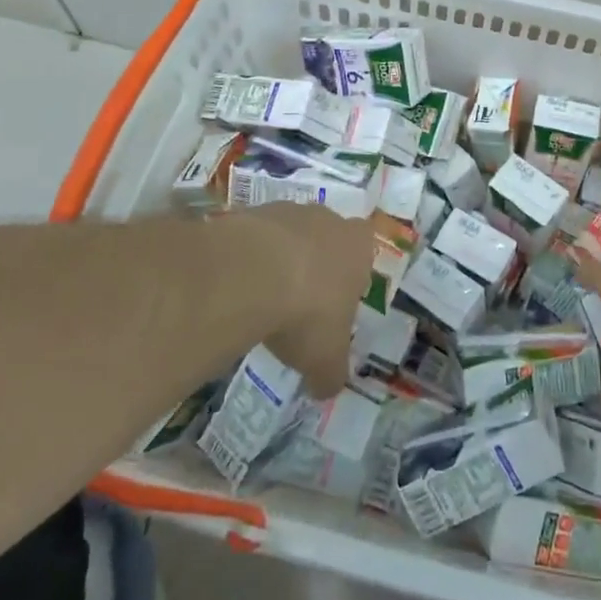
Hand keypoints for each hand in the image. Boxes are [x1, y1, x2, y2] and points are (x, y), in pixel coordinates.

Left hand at [208, 204, 370, 397]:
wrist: (253, 274)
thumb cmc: (307, 313)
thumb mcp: (326, 360)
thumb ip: (331, 374)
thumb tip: (327, 388)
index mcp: (358, 247)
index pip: (363, 252)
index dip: (350, 276)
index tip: (333, 304)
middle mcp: (328, 220)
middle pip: (326, 238)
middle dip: (314, 265)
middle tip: (297, 303)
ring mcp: (287, 211)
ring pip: (288, 234)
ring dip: (278, 260)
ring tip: (261, 298)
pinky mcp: (250, 213)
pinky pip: (253, 237)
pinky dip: (247, 258)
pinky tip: (237, 286)